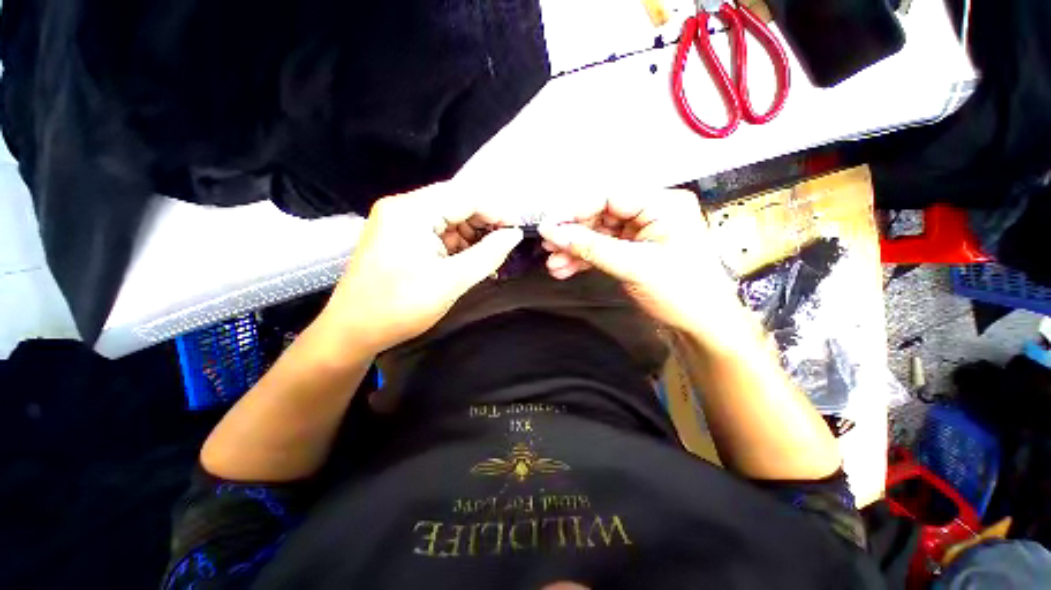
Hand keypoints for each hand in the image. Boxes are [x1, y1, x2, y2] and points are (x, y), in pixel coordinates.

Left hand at [318, 185, 521, 355]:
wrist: (352, 332)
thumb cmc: (400, 306)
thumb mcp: (451, 281)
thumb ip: (488, 254)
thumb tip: (514, 235)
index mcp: (411, 211)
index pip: (465, 197)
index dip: (495, 213)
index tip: (515, 233)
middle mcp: (403, 208)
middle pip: (456, 205)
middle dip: (483, 226)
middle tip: (503, 250)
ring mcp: (398, 222)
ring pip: (448, 220)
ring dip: (471, 239)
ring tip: (488, 262)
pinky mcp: (399, 238)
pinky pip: (436, 233)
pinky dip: (456, 247)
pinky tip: (468, 264)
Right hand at [538, 189, 744, 337]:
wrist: (702, 325)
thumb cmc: (681, 291)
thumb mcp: (633, 266)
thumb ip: (590, 247)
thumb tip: (553, 232)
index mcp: (663, 204)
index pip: (609, 197)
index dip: (575, 210)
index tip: (548, 225)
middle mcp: (652, 212)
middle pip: (601, 215)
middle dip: (573, 234)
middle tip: (549, 247)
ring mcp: (641, 232)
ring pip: (599, 233)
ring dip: (575, 249)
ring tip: (554, 264)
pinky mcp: (633, 250)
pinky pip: (603, 248)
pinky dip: (585, 259)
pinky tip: (566, 268)